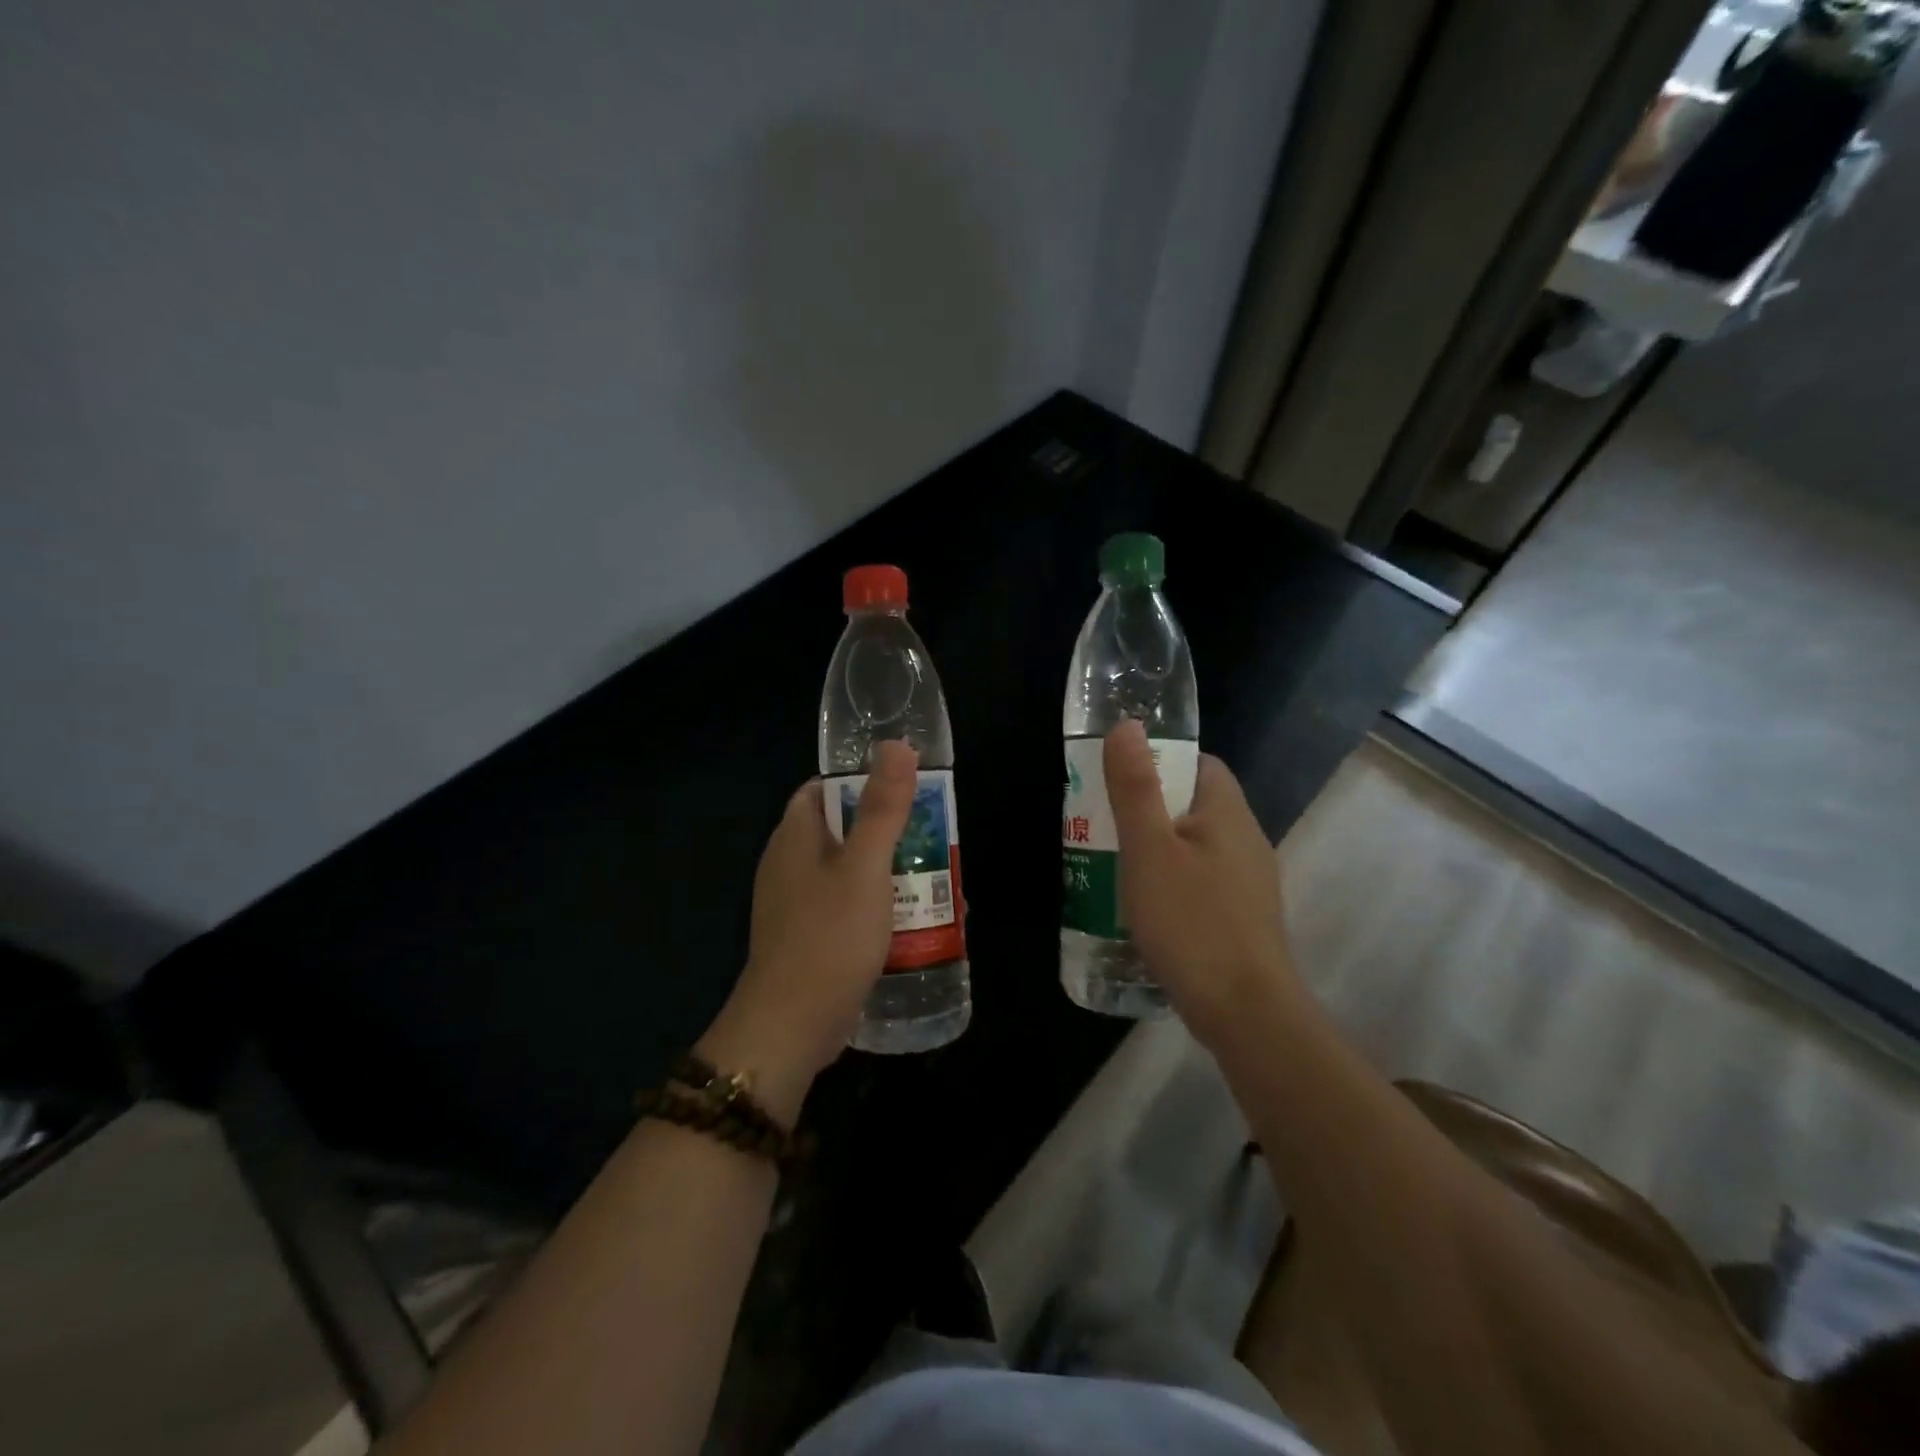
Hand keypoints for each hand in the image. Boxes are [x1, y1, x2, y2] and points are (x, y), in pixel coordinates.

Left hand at [700, 741, 917, 1118]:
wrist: (792, 1027)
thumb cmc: (829, 935)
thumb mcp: (865, 866)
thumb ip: (882, 806)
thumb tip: (896, 745)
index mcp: (795, 837)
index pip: (823, 790)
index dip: (862, 783)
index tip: (908, 791)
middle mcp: (790, 865)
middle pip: (843, 831)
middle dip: (889, 833)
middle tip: (935, 839)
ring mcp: (798, 906)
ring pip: (850, 873)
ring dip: (890, 874)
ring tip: (937, 883)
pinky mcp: (811, 939)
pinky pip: (849, 909)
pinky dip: (879, 909)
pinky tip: (913, 923)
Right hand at [1103, 720, 1304, 1043]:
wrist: (1246, 1012)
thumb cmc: (1191, 921)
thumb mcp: (1149, 850)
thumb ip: (1135, 787)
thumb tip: (1127, 725)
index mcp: (1227, 813)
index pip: (1199, 764)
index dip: (1160, 761)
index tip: (1120, 779)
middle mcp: (1246, 839)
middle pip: (1194, 805)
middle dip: (1149, 808)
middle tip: (1104, 824)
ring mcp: (1249, 882)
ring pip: (1196, 846)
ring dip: (1158, 849)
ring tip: (1115, 865)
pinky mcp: (1243, 918)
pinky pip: (1202, 882)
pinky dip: (1173, 883)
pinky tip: (1146, 908)